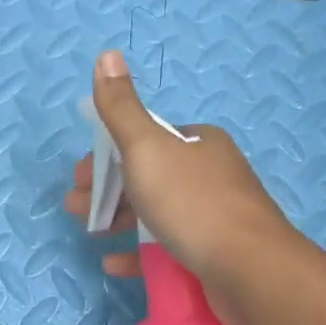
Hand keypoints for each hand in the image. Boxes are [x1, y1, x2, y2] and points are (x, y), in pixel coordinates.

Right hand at [63, 49, 298, 324]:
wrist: (250, 270)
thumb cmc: (193, 203)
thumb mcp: (148, 148)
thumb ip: (122, 108)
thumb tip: (107, 54)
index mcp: (198, 144)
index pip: (146, 140)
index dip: (108, 155)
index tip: (81, 175)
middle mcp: (210, 175)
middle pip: (148, 177)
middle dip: (106, 189)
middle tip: (75, 206)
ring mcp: (214, 217)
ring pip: (156, 213)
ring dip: (117, 219)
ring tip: (89, 232)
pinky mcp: (213, 255)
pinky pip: (168, 249)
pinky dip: (138, 253)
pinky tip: (115, 264)